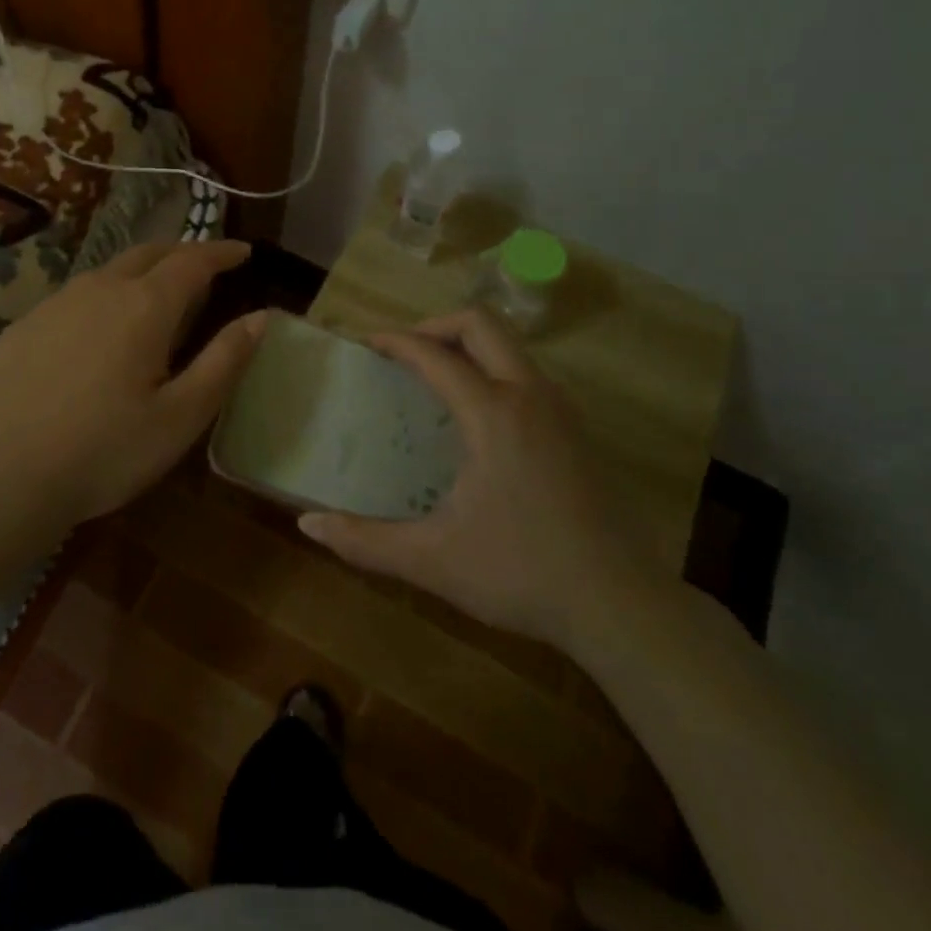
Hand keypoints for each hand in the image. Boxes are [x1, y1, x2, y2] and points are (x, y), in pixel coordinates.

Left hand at [0, 240, 266, 533]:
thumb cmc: (103, 452)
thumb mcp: (180, 417)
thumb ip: (224, 361)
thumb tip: (260, 317)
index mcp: (145, 306)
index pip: (193, 260)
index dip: (222, 252)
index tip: (244, 251)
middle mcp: (100, 289)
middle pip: (149, 252)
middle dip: (182, 253)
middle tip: (205, 268)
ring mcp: (56, 303)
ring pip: (109, 271)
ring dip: (141, 272)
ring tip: (156, 296)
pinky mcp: (25, 325)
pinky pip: (77, 295)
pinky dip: (104, 296)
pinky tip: (99, 330)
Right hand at [298, 307, 660, 652]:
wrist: (623, 607)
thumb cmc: (522, 575)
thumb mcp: (433, 560)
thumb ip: (365, 541)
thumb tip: (307, 525)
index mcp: (493, 414)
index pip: (434, 355)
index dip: (395, 341)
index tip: (365, 343)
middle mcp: (530, 396)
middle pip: (481, 324)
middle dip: (434, 326)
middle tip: (402, 354)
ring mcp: (561, 410)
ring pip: (510, 346)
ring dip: (467, 346)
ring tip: (433, 381)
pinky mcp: (577, 431)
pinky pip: (527, 373)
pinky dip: (492, 370)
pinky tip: (477, 419)